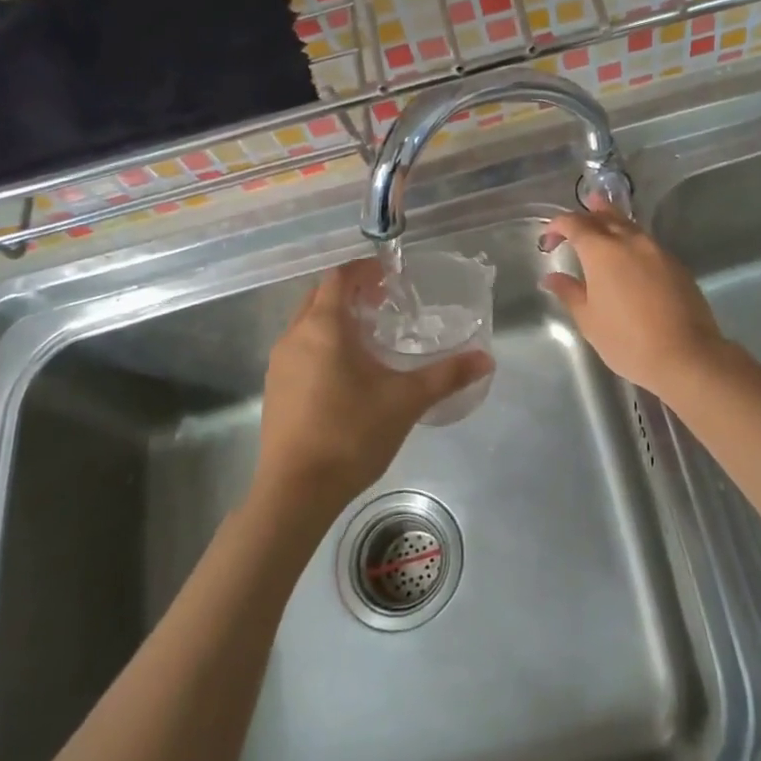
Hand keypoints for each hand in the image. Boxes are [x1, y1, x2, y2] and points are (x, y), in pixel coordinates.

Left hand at [256, 260, 491, 521]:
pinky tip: (346, 372)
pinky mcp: (275, 388)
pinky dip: (322, 343)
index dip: (365, 270)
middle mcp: (295, 336)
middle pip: (320, 296)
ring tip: (370, 335)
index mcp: (324, 327)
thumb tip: (486, 359)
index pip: (340, 277)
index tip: (390, 275)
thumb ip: (447, 375)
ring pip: (307, 323)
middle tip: (384, 302)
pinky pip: (300, 348)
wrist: (297, 490)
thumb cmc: (351, 434)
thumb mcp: (406, 401)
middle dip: (351, 292)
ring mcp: (279, 363)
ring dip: (335, 318)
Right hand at [541, 210, 728, 400]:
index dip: (557, 226)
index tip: (548, 239)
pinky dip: (631, 239)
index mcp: (602, 251)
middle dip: (586, 215)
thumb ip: (569, 292)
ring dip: (612, 221)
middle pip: (605, 216)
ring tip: (600, 221)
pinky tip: (629, 253)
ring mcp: (657, 250)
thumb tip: (551, 277)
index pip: (574, 224)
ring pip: (629, 225)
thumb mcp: (589, 319)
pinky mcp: (675, 264)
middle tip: (574, 223)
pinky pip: (647, 242)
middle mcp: (630, 241)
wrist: (685, 354)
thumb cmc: (627, 340)